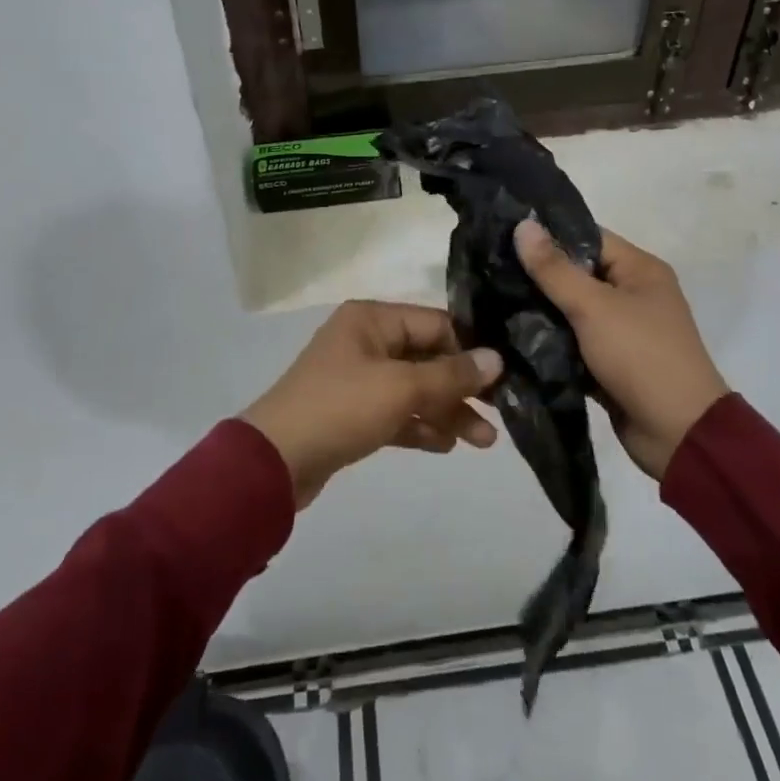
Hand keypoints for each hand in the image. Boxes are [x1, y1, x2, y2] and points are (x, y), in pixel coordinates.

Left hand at [242, 301, 502, 506]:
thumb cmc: (341, 408)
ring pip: (414, 389)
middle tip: (500, 415)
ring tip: (484, 442)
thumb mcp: (401, 387)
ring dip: (447, 411)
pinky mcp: (353, 413)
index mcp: (372, 319)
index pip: (435, 324)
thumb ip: (451, 374)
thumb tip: (496, 358)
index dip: (470, 349)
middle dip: (462, 388)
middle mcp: (366, 341)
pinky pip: (397, 413)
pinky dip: (421, 426)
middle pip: (427, 358)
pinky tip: (447, 445)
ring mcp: (358, 378)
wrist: (275, 462)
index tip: (504, 376)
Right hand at [515, 219, 727, 480]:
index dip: (547, 235)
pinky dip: (550, 341)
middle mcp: (633, 294)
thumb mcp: (594, 307)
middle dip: (537, 275)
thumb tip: (523, 224)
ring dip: (539, 310)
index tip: (501, 235)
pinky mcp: (610, 362)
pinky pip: (573, 342)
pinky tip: (510, 336)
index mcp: (640, 270)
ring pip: (571, 310)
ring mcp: (622, 330)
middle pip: (577, 274)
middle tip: (489, 270)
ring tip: (490, 300)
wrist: (678, 434)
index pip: (587, 237)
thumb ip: (555, 269)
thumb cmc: (641, 357)